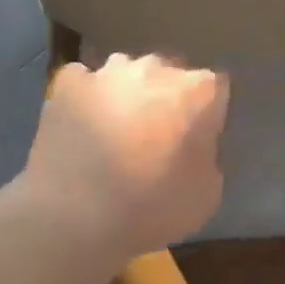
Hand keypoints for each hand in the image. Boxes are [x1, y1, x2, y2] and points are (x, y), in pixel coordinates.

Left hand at [21, 53, 228, 262]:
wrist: (73, 216)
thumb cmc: (149, 208)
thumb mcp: (206, 195)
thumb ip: (208, 155)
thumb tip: (195, 144)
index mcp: (197, 91)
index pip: (215, 87)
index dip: (207, 112)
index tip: (197, 138)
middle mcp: (155, 68)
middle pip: (169, 73)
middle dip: (166, 96)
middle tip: (156, 135)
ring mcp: (108, 71)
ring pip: (126, 72)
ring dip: (127, 93)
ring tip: (114, 130)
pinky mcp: (69, 82)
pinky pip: (84, 81)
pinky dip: (86, 97)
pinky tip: (81, 124)